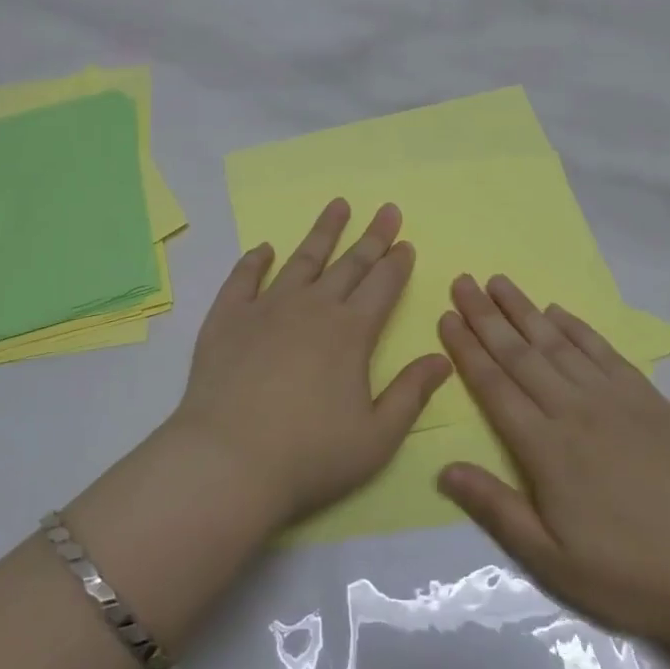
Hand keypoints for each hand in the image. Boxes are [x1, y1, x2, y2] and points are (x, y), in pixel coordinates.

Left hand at [171, 199, 451, 527]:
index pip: (383, 286)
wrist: (227, 462)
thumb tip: (442, 358)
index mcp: (351, 333)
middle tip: (386, 209)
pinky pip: (243, 278)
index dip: (397, 263)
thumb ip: (410, 394)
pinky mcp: (227, 318)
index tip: (406, 242)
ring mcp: (266, 308)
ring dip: (323, 232)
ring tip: (337, 205)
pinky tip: (264, 248)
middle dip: (372, 237)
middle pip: (349, 264)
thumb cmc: (309, 457)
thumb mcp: (376, 437)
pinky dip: (255, 260)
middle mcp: (313, 308)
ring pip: (302, 259)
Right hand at [436, 274, 669, 649]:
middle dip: (487, 316)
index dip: (467, 349)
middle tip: (463, 282)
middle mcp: (574, 409)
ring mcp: (614, 398)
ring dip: (525, 310)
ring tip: (500, 283)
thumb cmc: (630, 573)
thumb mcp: (552, 560)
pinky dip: (576, 327)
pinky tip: (558, 311)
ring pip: (558, 343)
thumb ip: (496, 508)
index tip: (447, 317)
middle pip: (520, 353)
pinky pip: (602, 350)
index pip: (494, 386)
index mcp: (545, 447)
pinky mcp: (648, 397)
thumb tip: (444, 469)